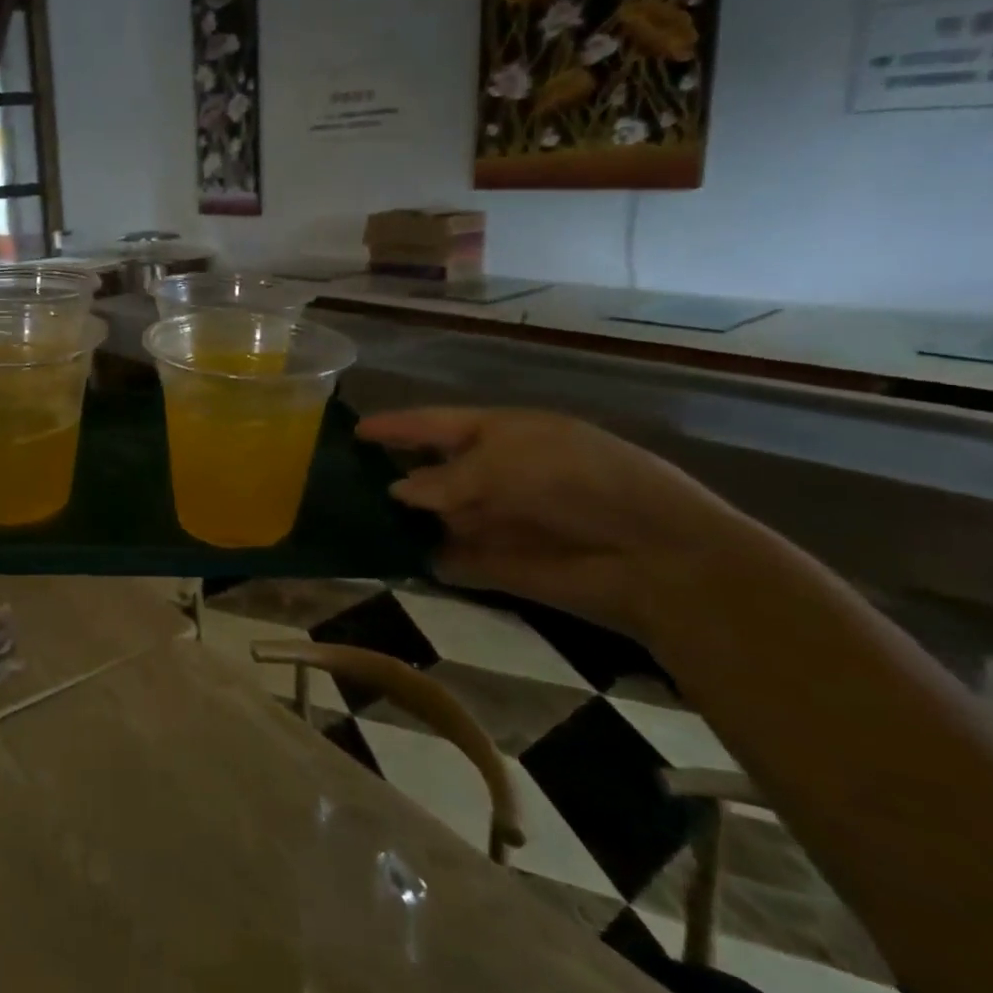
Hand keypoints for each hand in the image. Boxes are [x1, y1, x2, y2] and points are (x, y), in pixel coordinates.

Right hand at [357, 407, 761, 642]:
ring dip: (400, 520)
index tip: (353, 430)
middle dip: (390, 475)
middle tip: (338, 480)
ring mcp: (496, 522)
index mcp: (501, 434)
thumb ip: (445, 478)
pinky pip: (449, 559)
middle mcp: (494, 475)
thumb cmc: (578, 482)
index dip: (396, 427)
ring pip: (434, 518)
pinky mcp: (499, 567)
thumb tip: (397, 492)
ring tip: (347, 520)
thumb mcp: (505, 462)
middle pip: (430, 473)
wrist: (654, 556)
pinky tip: (383, 558)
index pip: (435, 425)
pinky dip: (422, 559)